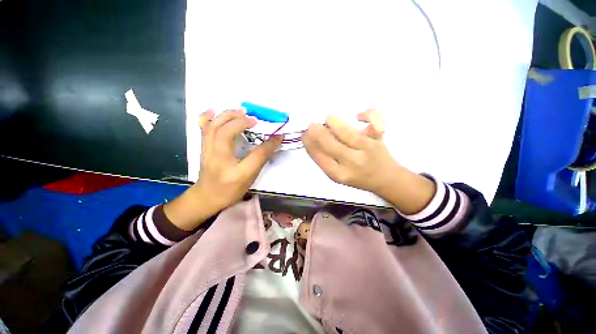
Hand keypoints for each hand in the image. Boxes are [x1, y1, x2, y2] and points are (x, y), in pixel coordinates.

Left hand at [165, 109, 282, 230]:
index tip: (278, 135)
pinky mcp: (203, 147)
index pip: (255, 155)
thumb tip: (273, 143)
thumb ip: (261, 159)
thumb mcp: (249, 177)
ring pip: (213, 128)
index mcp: (233, 171)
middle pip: (225, 133)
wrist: (207, 196)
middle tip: (254, 119)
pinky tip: (213, 111)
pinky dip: (207, 117)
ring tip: (241, 111)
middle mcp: (217, 158)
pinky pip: (202, 130)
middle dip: (241, 122)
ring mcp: (207, 151)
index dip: (268, 144)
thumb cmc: (230, 189)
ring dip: (227, 116)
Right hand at [302, 110, 394, 192]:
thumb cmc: (358, 177)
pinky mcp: (379, 139)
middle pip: (330, 144)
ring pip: (347, 132)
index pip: (319, 157)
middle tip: (311, 126)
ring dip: (333, 123)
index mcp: (339, 174)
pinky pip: (374, 122)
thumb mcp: (337, 175)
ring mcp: (367, 149)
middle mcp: (352, 163)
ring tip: (328, 120)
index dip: (309, 144)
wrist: (386, 180)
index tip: (304, 135)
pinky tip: (358, 116)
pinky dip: (368, 114)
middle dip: (317, 132)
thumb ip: (324, 160)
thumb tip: (311, 141)